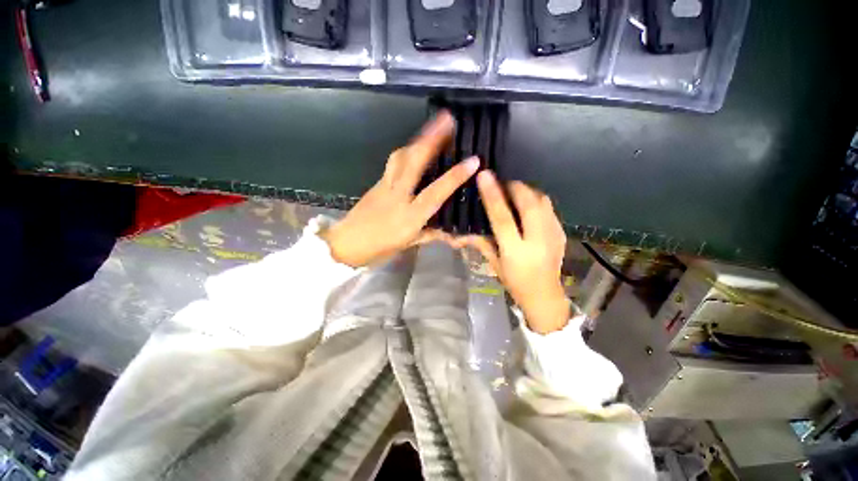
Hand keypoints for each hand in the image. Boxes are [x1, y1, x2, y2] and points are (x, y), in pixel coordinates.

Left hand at [321, 112, 479, 267]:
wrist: (347, 243)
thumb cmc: (380, 247)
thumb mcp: (410, 243)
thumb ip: (432, 233)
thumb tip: (452, 233)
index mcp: (410, 216)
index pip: (436, 192)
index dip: (455, 176)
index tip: (473, 160)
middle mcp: (398, 195)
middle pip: (414, 162)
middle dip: (431, 138)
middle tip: (446, 119)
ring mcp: (384, 185)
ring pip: (401, 156)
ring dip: (417, 139)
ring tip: (431, 127)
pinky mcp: (376, 182)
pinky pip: (393, 162)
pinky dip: (406, 151)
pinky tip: (413, 148)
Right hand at [455, 172, 568, 333]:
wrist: (545, 296)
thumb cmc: (515, 283)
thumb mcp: (494, 264)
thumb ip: (481, 243)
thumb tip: (462, 231)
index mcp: (516, 251)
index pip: (503, 218)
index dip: (493, 195)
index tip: (485, 175)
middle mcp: (537, 241)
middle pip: (529, 204)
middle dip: (516, 187)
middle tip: (503, 182)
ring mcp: (553, 236)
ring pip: (543, 202)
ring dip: (528, 192)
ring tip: (515, 192)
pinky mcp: (561, 233)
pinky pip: (550, 208)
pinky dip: (537, 200)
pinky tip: (528, 205)